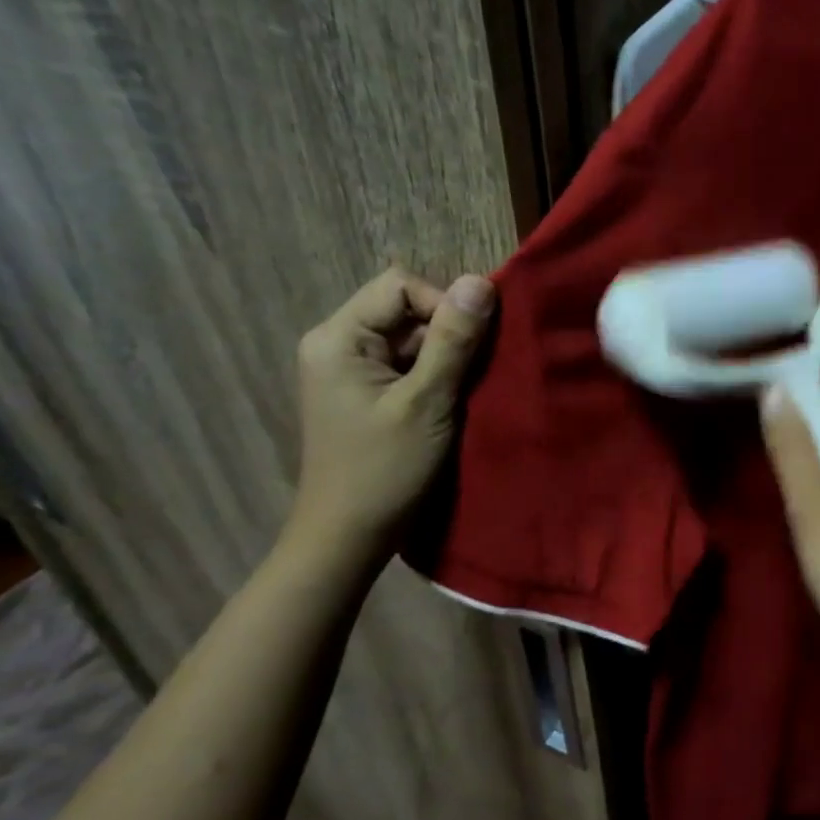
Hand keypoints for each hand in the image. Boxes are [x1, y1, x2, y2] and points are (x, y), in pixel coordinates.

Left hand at [288, 265, 494, 548]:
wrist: (348, 538)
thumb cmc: (384, 470)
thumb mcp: (426, 402)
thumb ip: (454, 341)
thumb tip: (482, 281)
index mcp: (338, 338)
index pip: (400, 287)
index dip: (443, 306)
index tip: (471, 349)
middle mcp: (337, 344)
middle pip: (405, 311)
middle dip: (447, 335)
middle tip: (473, 375)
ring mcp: (350, 371)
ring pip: (411, 340)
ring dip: (445, 360)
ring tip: (463, 394)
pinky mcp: (365, 395)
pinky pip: (406, 367)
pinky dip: (434, 379)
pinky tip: (450, 405)